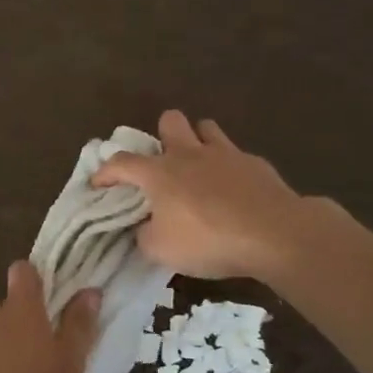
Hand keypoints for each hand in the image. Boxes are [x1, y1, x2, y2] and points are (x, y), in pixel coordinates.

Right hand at [92, 110, 318, 280]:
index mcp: (159, 172)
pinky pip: (235, 155)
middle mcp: (189, 154)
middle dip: (161, 135)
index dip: (106, 172)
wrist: (274, 234)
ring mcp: (225, 154)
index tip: (99, 184)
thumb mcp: (161, 250)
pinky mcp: (255, 163)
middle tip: (162, 163)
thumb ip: (144, 235)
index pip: (122, 162)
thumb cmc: (209, 240)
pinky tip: (233, 190)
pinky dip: (228, 167)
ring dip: (197, 141)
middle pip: (169, 121)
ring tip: (198, 167)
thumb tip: (144, 227)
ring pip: (205, 127)